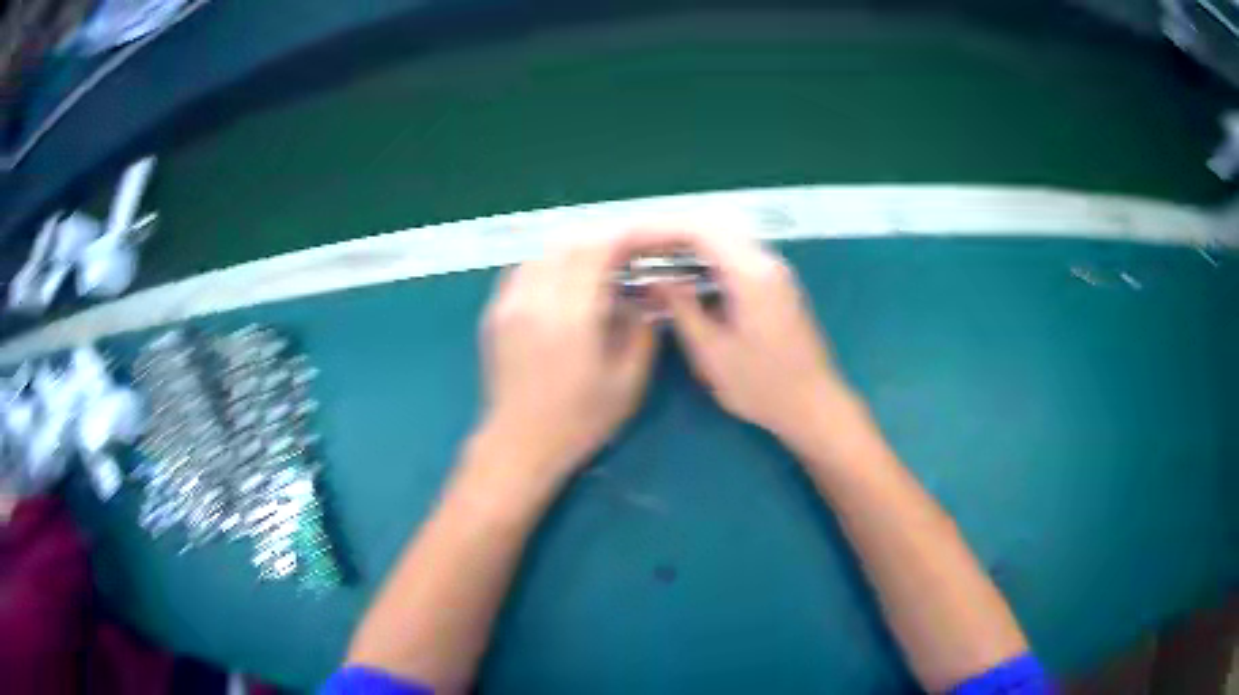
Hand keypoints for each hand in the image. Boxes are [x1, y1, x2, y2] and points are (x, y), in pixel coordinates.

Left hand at [475, 238, 657, 482]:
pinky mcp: (494, 312)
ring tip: (595, 267)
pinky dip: (547, 263)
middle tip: (625, 255)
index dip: (625, 238)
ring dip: (573, 249)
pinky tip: (561, 282)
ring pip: (543, 251)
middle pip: (569, 243)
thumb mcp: (627, 383)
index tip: (645, 243)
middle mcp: (535, 300)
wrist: (518, 444)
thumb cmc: (578, 421)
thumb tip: (641, 295)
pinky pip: (522, 268)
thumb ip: (641, 331)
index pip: (597, 250)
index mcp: (571, 317)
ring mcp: (508, 304)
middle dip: (602, 240)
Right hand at [634, 228, 850, 443]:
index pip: (699, 231)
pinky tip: (688, 276)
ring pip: (726, 239)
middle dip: (672, 233)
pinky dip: (708, 258)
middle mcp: (766, 262)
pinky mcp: (777, 285)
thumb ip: (681, 308)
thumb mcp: (712, 352)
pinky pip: (737, 255)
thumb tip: (655, 279)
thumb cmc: (761, 386)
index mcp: (751, 274)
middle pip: (713, 227)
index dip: (661, 230)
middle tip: (639, 249)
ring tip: (656, 260)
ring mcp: (775, 272)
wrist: (813, 405)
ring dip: (690, 244)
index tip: (631, 240)